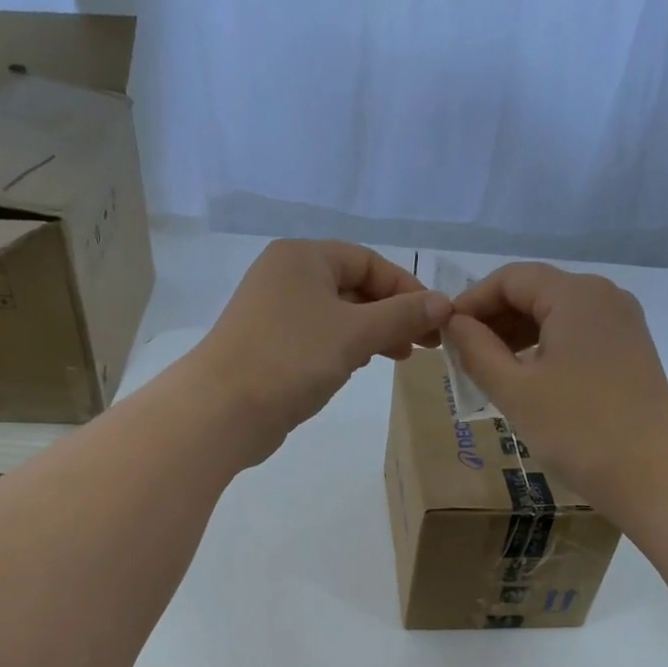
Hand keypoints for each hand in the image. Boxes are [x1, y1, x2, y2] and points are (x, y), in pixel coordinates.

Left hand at [191, 239, 452, 462]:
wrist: (222, 409)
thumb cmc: (292, 358)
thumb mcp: (355, 333)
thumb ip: (402, 316)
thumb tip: (444, 303)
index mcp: (303, 257)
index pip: (368, 262)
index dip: (407, 289)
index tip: (435, 322)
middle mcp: (285, 276)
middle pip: (353, 287)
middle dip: (391, 315)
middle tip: (424, 346)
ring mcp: (272, 313)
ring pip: (336, 315)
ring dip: (371, 333)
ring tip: (399, 358)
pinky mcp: (267, 346)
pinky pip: (317, 338)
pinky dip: (343, 348)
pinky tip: (360, 366)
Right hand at [443, 261, 667, 504]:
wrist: (652, 473)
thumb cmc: (576, 428)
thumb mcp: (514, 389)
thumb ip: (477, 350)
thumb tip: (454, 324)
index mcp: (575, 295)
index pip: (511, 278)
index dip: (471, 301)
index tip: (443, 332)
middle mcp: (603, 296)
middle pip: (536, 290)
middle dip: (494, 317)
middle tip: (460, 353)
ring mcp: (621, 323)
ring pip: (556, 313)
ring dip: (517, 333)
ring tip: (486, 367)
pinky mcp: (629, 350)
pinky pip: (576, 333)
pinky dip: (544, 346)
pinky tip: (525, 376)